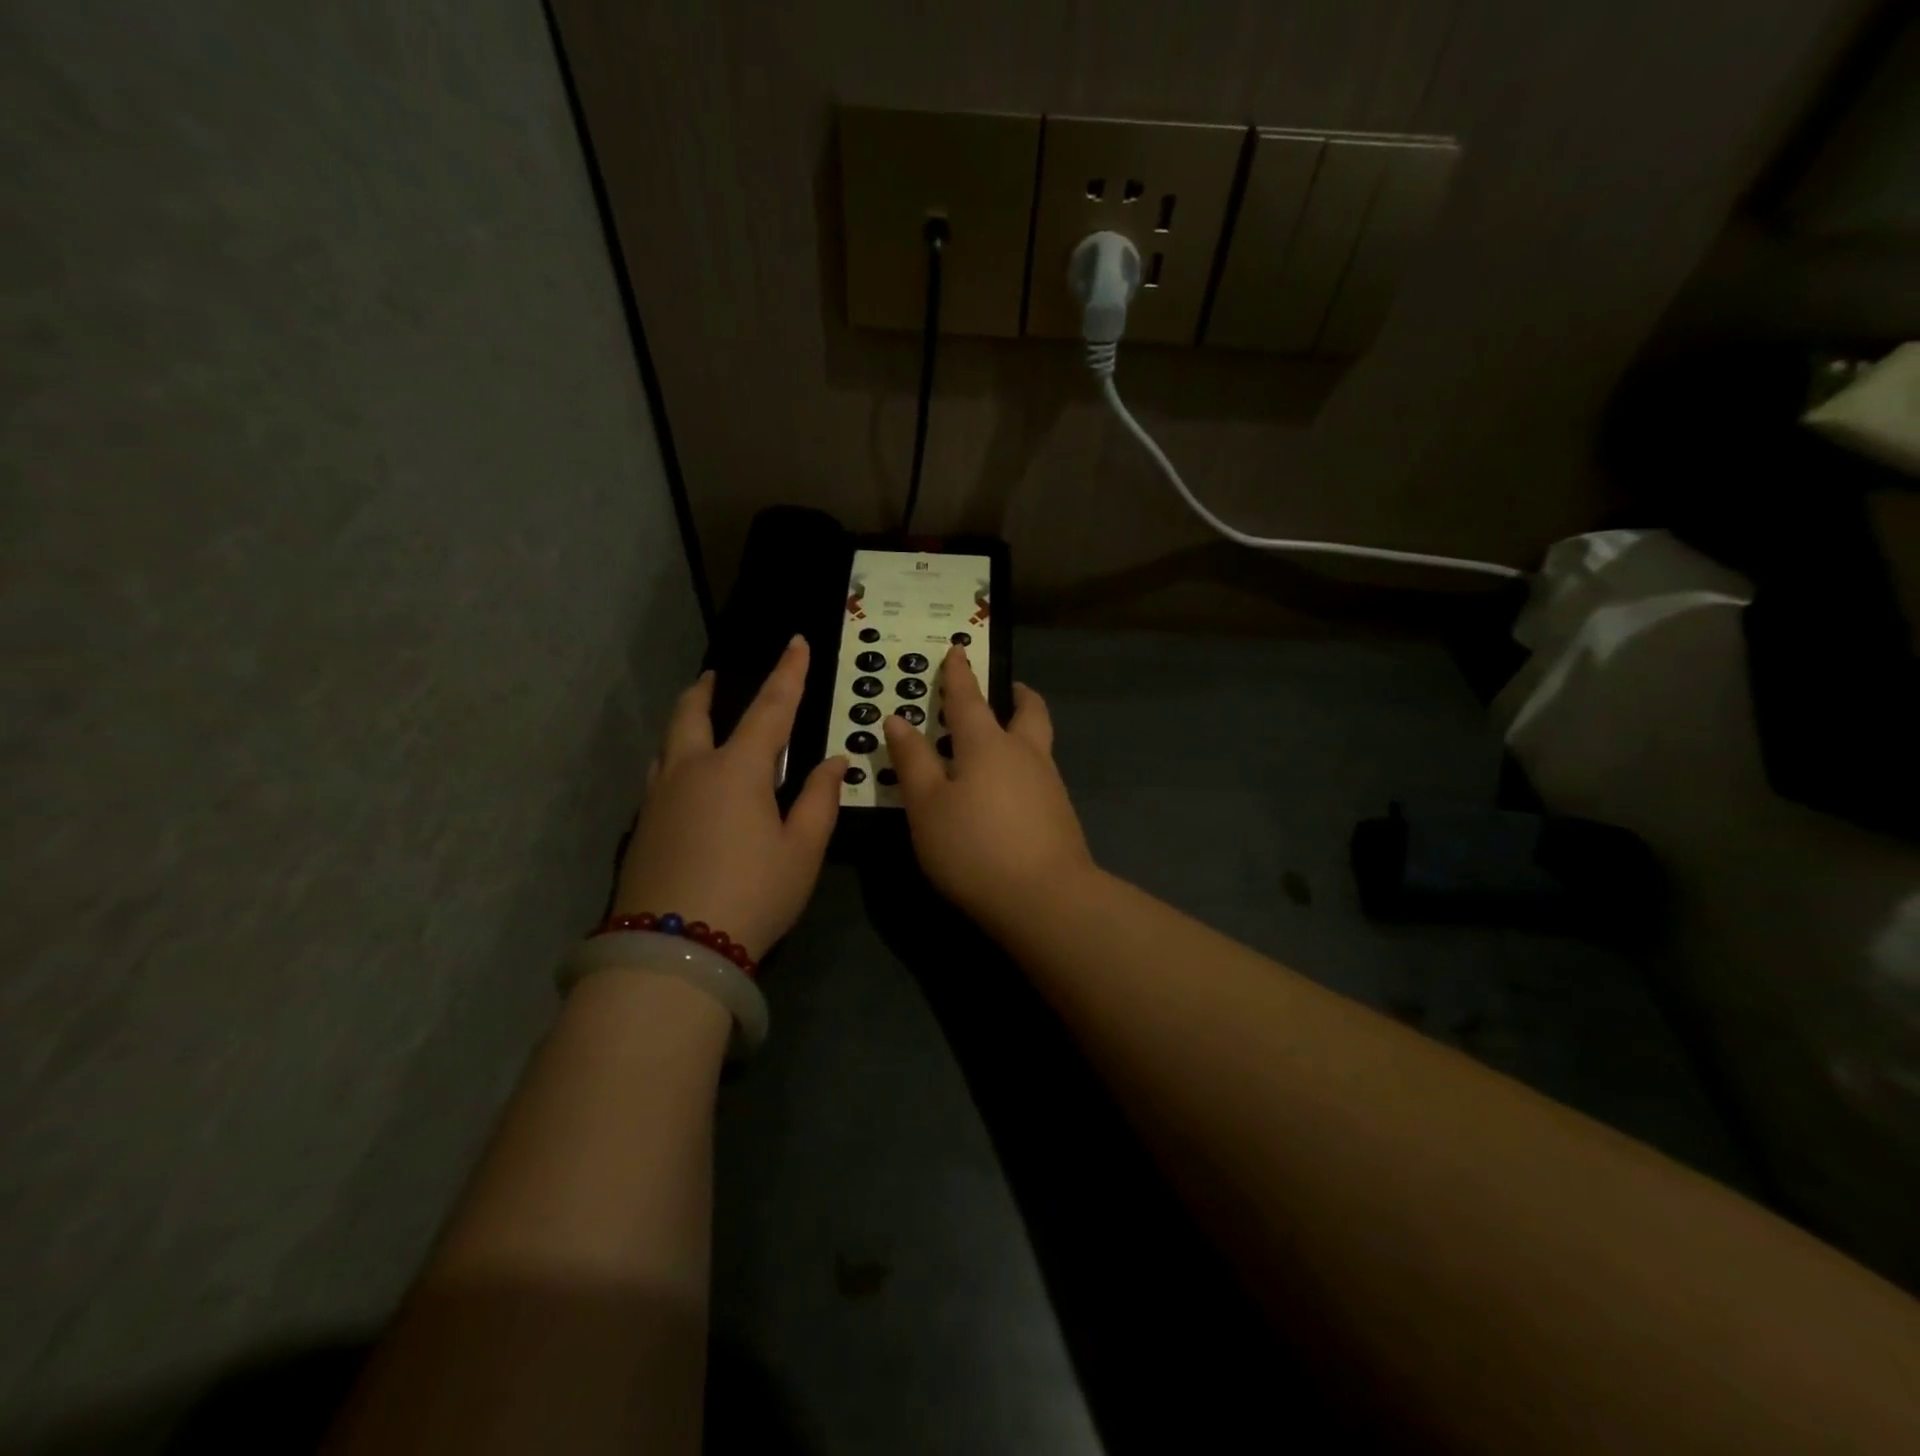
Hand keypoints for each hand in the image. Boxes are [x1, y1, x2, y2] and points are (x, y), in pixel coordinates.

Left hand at [613, 636, 846, 958]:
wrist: (674, 950)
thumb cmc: (752, 894)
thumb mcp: (801, 851)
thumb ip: (819, 800)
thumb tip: (833, 762)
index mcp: (738, 769)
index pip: (770, 707)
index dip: (788, 673)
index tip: (796, 642)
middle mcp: (692, 771)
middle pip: (692, 714)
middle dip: (707, 690)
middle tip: (714, 676)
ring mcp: (659, 799)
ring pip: (667, 743)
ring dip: (683, 721)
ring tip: (695, 718)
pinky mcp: (641, 828)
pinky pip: (658, 775)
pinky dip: (673, 759)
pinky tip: (682, 779)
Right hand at [882, 646, 1094, 929]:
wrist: (1045, 899)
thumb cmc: (973, 847)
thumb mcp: (927, 806)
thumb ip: (913, 761)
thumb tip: (898, 719)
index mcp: (987, 744)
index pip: (969, 698)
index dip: (958, 674)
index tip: (957, 650)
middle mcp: (1025, 754)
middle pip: (1028, 711)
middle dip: (1016, 694)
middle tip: (1008, 688)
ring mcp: (1049, 783)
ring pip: (1038, 742)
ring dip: (1023, 728)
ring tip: (1001, 739)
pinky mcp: (1060, 813)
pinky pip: (1040, 773)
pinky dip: (1024, 764)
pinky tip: (1009, 789)